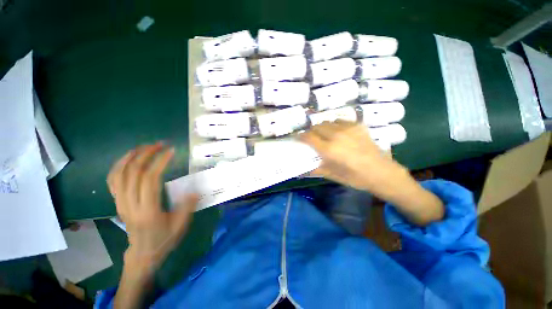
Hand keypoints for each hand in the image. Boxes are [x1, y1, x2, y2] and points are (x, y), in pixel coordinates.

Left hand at [107, 143, 197, 271]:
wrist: (142, 254)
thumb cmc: (164, 240)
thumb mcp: (181, 226)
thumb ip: (187, 206)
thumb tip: (194, 189)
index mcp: (148, 211)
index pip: (150, 179)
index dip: (160, 162)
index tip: (171, 151)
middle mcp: (130, 205)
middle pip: (133, 173)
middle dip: (146, 154)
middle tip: (160, 145)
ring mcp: (120, 203)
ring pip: (119, 174)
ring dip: (130, 157)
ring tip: (144, 147)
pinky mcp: (117, 203)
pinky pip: (112, 181)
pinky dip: (118, 166)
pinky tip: (128, 158)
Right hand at [300, 121, 443, 224]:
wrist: (381, 172)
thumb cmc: (355, 177)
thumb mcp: (332, 175)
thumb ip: (315, 170)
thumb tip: (301, 171)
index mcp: (329, 149)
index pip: (308, 137)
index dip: (300, 136)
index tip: (297, 138)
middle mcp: (336, 136)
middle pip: (317, 127)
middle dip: (311, 131)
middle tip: (311, 138)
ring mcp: (348, 129)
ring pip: (327, 122)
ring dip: (322, 128)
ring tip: (324, 135)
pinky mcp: (357, 126)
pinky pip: (340, 121)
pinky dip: (334, 125)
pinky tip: (337, 133)